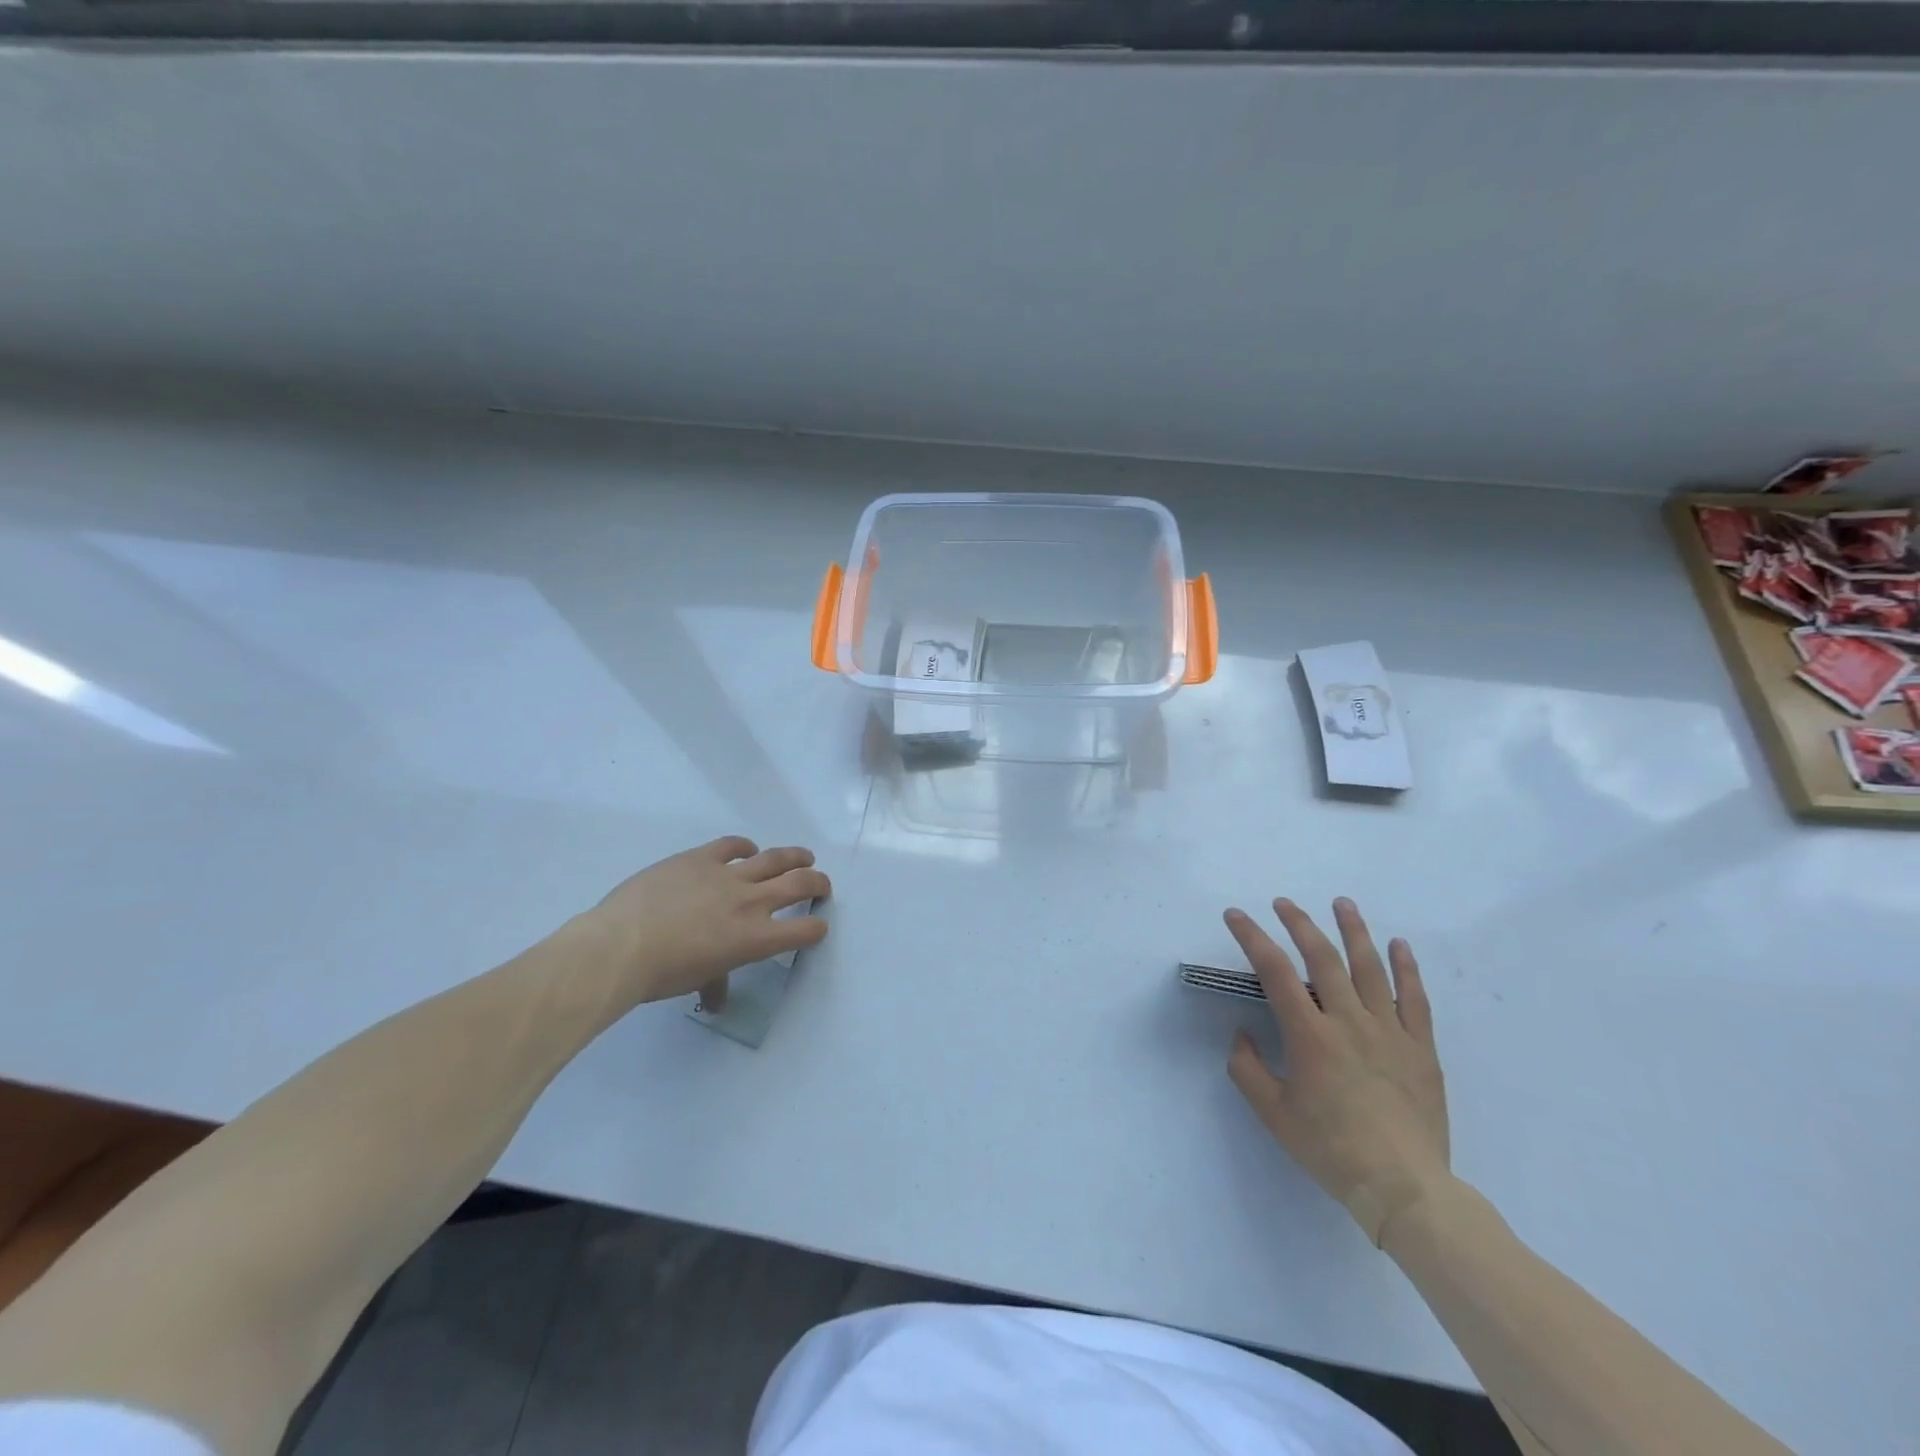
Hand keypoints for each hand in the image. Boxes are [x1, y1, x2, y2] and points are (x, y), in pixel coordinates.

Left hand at [583, 837, 830, 1005]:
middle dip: (818, 883)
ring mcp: (727, 875)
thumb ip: (716, 982)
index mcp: (755, 938)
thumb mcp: (698, 981)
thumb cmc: (662, 974)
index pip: (804, 930)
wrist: (621, 944)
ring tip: (804, 857)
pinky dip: (745, 846)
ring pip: (775, 858)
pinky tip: (748, 850)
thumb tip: (715, 1001)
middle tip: (821, 885)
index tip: (816, 928)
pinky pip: (733, 845)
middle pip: (801, 883)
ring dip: (795, 857)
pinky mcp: (702, 857)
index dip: (816, 929)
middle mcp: (751, 902)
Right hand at [1225, 897, 1449, 1245]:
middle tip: (1283, 903)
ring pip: (1370, 968)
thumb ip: (1248, 1068)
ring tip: (1342, 903)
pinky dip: (1407, 969)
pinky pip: (1415, 999)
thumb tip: (1243, 1033)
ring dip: (1354, 931)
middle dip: (1299, 924)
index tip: (1236, 915)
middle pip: (1322, 958)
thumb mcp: (1273, 1114)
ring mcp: (1389, 1032)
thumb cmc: (1331, 1150)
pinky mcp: (1421, 1049)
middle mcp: (1349, 1022)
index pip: (1275, 971)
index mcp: (1310, 1036)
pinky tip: (1399, 945)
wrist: (1404, 1189)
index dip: (1252, 937)